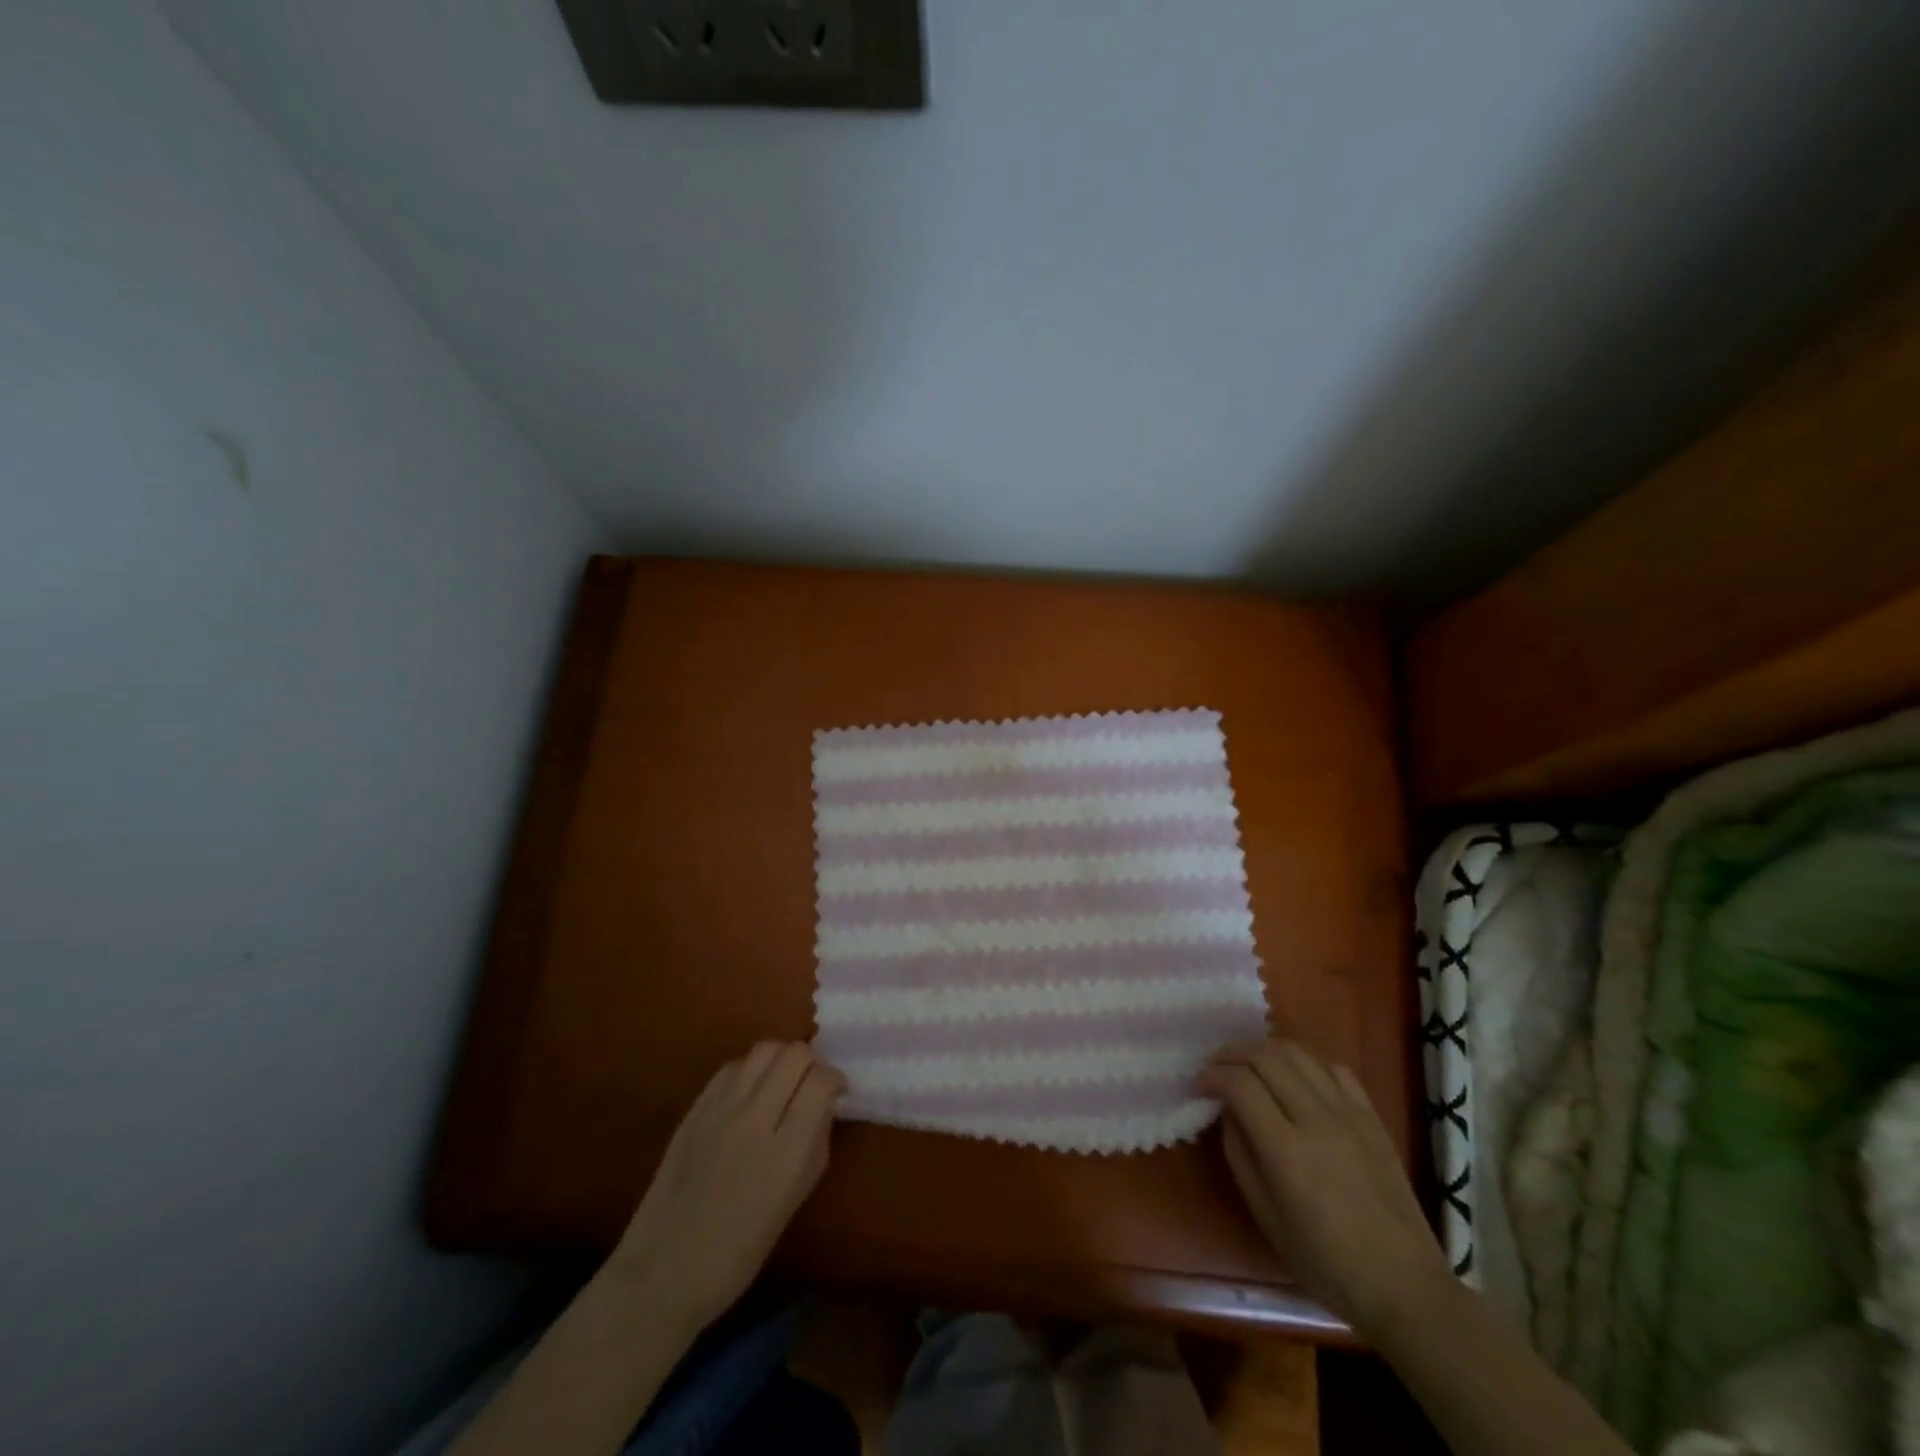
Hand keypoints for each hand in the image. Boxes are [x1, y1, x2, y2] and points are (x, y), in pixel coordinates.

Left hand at [610, 1041, 844, 1332]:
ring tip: (781, 1082)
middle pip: (795, 1054)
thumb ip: (815, 1143)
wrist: (664, 1271)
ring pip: (764, 1049)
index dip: (835, 1079)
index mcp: (787, 1152)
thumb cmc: (739, 1250)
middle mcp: (756, 1119)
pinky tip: (750, 1093)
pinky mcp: (695, 1108)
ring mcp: (721, 1109)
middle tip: (810, 1085)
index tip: (836, 1093)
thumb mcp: (795, 1199)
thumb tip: (824, 1105)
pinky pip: (733, 1066)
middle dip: (811, 1063)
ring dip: (781, 1059)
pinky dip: (750, 1070)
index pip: (821, 1080)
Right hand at [1199, 1039, 1448, 1335]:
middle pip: (1265, 1056)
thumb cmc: (1327, 1263)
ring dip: (1265, 1050)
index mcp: (1287, 1150)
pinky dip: (1306, 1063)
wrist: (1406, 1286)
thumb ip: (1240, 1155)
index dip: (1212, 1076)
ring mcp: (1349, 1113)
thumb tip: (1227, 1112)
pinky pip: (1334, 1068)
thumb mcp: (1266, 1217)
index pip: (1240, 1084)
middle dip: (1232, 1054)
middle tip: (1216, 1068)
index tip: (1200, 1086)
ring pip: (1298, 1053)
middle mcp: (1316, 1119)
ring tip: (1249, 1065)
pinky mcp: (1372, 1117)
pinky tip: (1296, 1079)